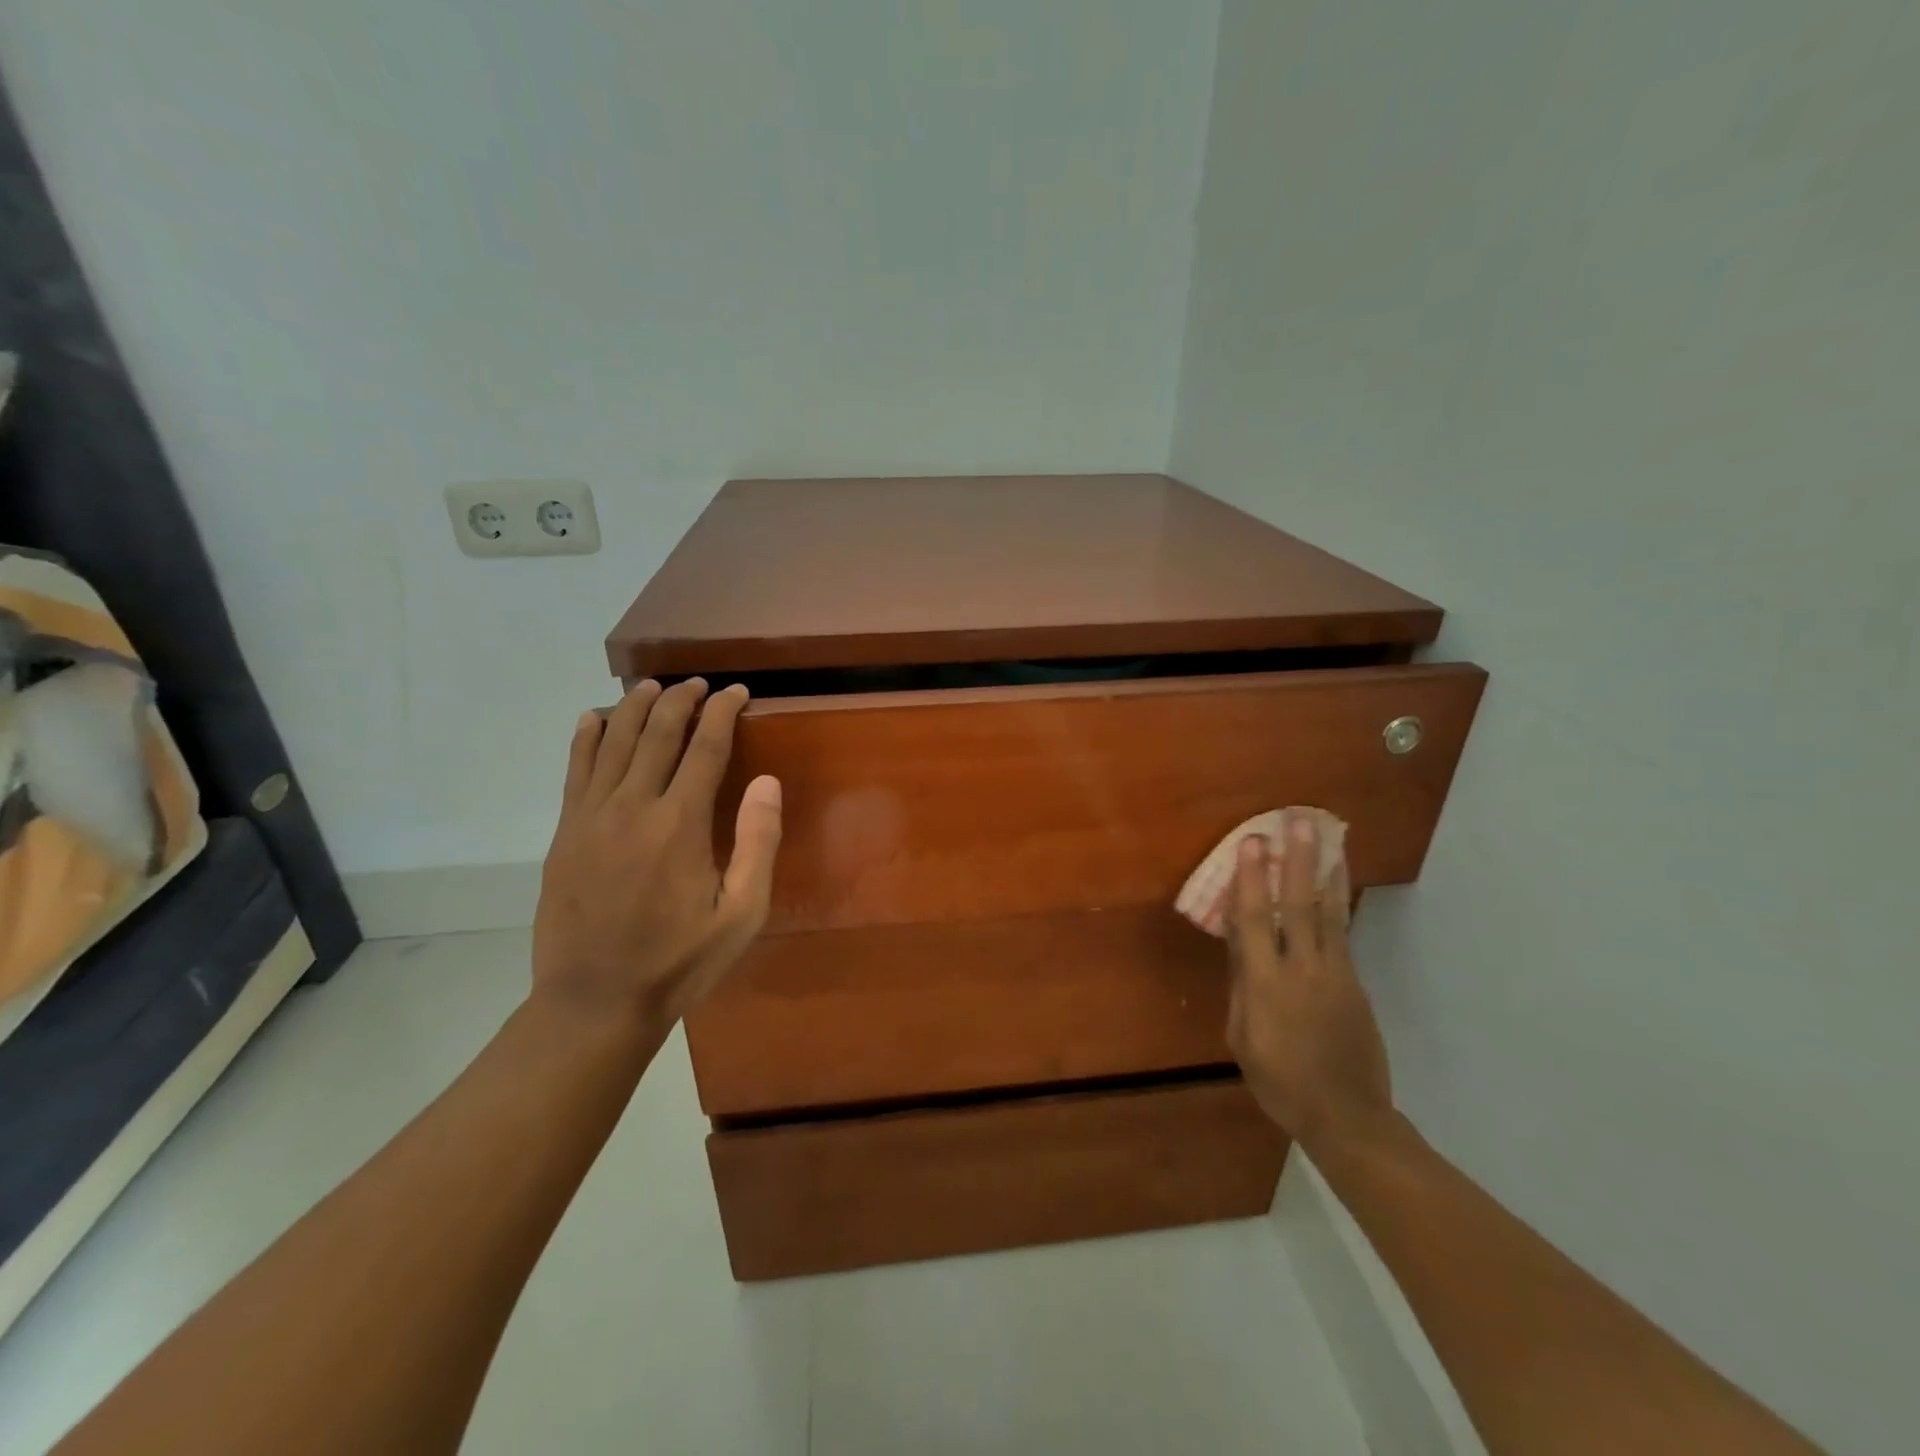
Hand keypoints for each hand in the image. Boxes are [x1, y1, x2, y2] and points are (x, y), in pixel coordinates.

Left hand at [531, 678, 782, 1029]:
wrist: (595, 1001)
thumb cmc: (680, 961)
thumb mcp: (742, 914)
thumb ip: (758, 844)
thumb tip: (767, 782)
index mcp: (681, 823)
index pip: (705, 747)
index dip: (723, 713)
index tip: (737, 693)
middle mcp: (633, 806)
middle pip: (657, 733)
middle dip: (682, 700)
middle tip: (700, 684)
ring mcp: (591, 817)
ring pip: (614, 741)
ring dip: (635, 707)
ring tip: (653, 686)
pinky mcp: (565, 832)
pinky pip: (575, 769)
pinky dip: (586, 737)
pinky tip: (594, 718)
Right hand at [1225, 814, 1392, 1152]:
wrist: (1346, 1114)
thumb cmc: (1279, 1079)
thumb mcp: (1241, 1036)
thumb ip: (1241, 984)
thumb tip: (1237, 941)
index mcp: (1265, 984)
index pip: (1254, 920)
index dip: (1251, 879)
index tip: (1251, 842)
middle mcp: (1302, 969)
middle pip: (1298, 905)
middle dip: (1296, 861)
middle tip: (1297, 822)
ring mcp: (1335, 973)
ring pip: (1330, 913)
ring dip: (1325, 871)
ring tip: (1327, 838)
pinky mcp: (1354, 981)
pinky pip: (1343, 932)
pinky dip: (1339, 901)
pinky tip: (1336, 881)